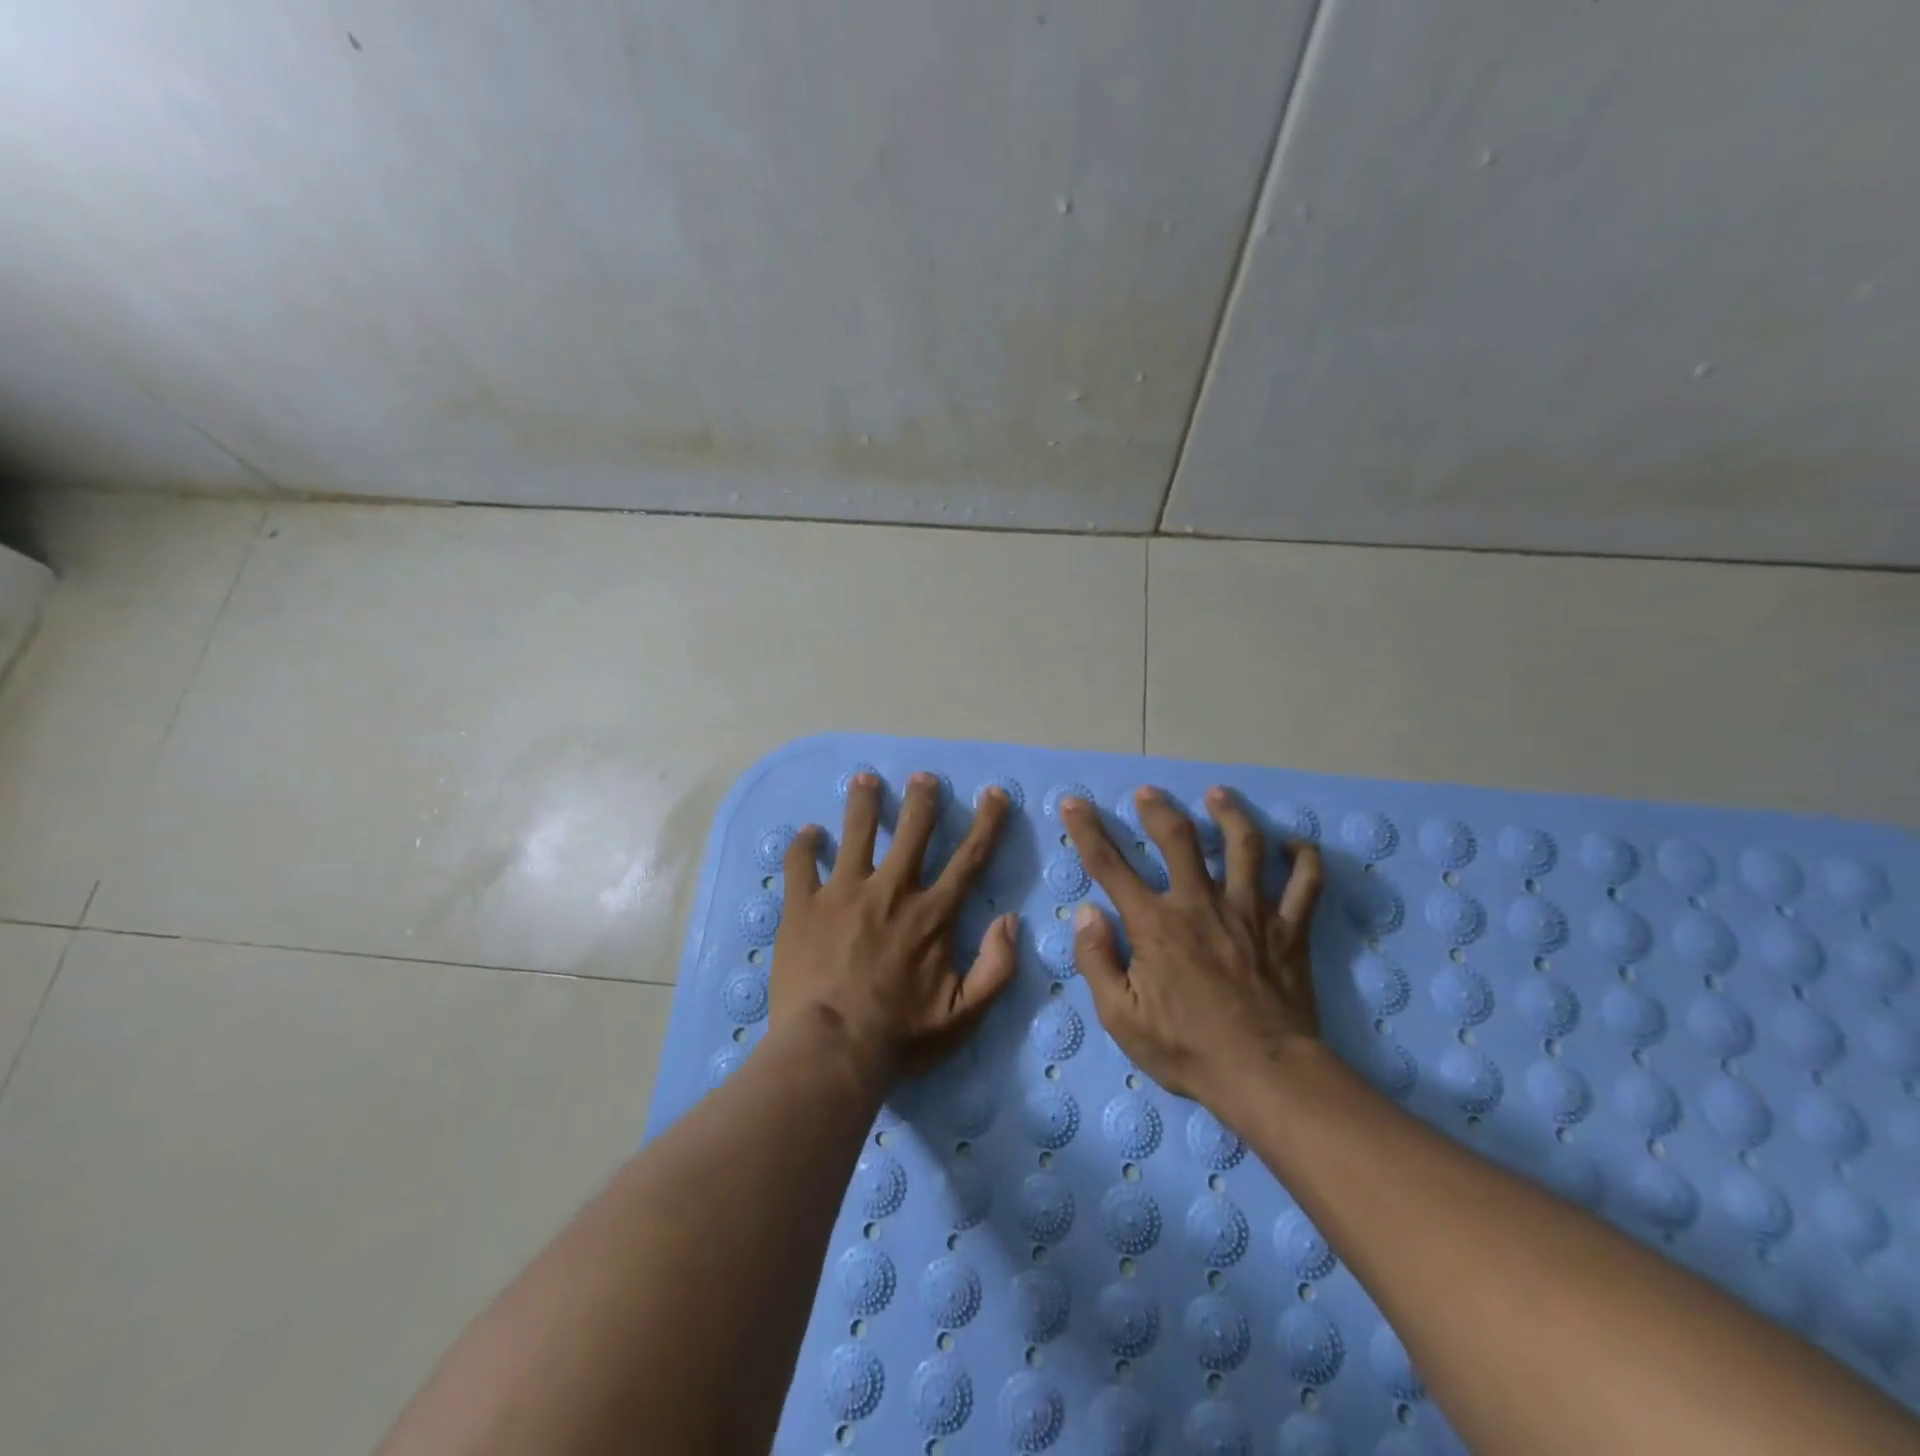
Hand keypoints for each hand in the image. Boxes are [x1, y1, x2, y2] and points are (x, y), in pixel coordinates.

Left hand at [769, 772, 1018, 1089]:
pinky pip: (802, 863)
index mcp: (932, 914)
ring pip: (856, 832)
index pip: (968, 858)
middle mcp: (891, 890)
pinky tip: (809, 832)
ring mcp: (844, 893)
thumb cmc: (899, 1037)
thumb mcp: (964, 1015)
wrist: (830, 1051)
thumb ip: (996, 968)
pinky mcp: (804, 905)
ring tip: (864, 779)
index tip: (994, 793)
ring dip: (863, 802)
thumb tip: (1011, 921)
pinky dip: (806, 844)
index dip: (986, 822)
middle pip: (912, 830)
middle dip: (921, 798)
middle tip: (922, 777)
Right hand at [1060, 785, 1324, 1119]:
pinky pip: (1305, 883)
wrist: (1265, 1076)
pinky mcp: (1289, 929)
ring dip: (1230, 814)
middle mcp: (1201, 904)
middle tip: (1149, 793)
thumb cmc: (1187, 1049)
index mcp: (1156, 924)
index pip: (1110, 866)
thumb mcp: (1121, 1017)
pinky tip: (1295, 844)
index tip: (1074, 802)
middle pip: (1179, 839)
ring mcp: (1251, 912)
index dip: (1087, 830)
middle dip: (1159, 809)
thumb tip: (1086, 913)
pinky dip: (1304, 858)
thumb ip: (1096, 961)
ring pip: (1244, 846)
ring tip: (1218, 795)